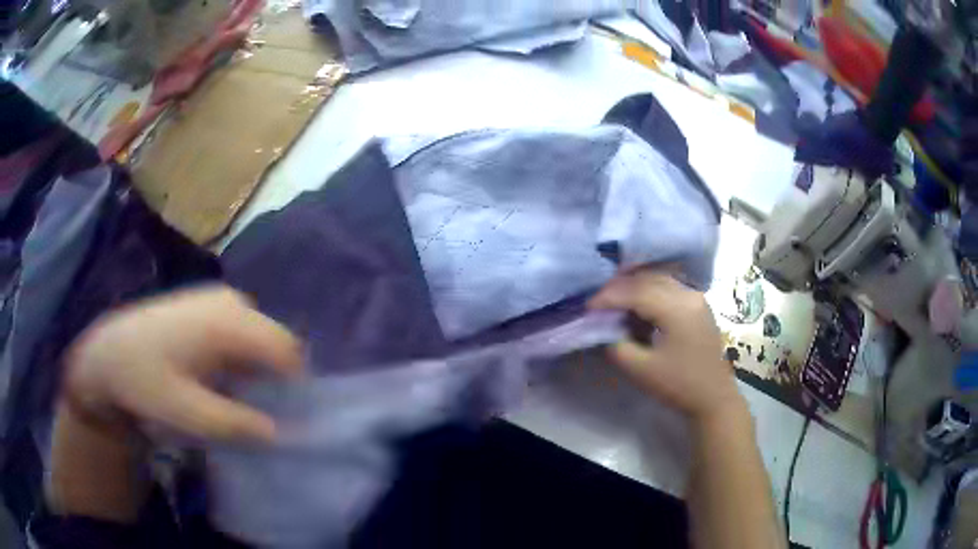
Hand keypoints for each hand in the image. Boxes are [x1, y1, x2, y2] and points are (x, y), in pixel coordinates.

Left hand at [62, 285, 302, 443]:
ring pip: (260, 338)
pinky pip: (242, 333)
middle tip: (257, 413)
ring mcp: (219, 299)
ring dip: (258, 371)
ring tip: (237, 399)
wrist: (107, 351)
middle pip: (276, 342)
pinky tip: (220, 378)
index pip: (287, 351)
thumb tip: (281, 433)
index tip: (284, 420)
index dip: (295, 387)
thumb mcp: (187, 412)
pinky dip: (242, 359)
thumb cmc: (143, 379)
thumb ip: (236, 423)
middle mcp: (231, 302)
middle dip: (276, 380)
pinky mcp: (208, 305)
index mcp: (227, 322)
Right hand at [589, 270, 744, 422]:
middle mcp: (688, 294)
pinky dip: (649, 292)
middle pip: (647, 279)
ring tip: (614, 303)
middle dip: (619, 288)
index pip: (636, 292)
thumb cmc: (679, 385)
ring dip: (634, 288)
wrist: (713, 398)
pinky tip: (637, 307)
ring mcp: (696, 297)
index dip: (609, 296)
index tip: (587, 306)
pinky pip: (668, 288)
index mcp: (677, 309)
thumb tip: (604, 329)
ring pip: (658, 280)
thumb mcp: (641, 370)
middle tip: (597, 302)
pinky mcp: (697, 305)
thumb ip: (617, 345)